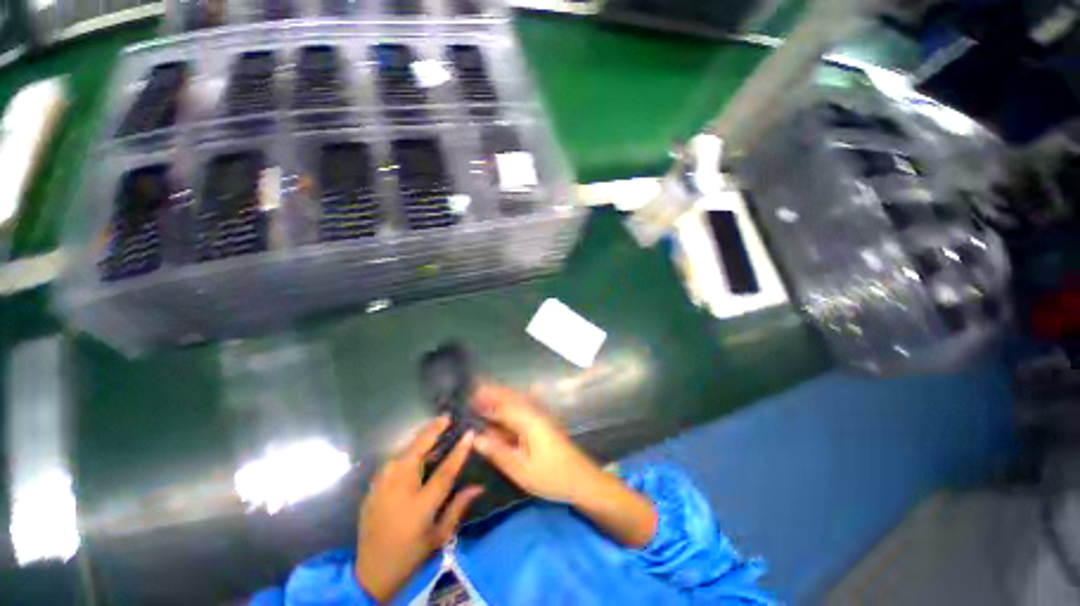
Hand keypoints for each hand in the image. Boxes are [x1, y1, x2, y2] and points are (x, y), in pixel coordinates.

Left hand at [356, 416, 482, 602]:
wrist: (370, 571)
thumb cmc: (410, 553)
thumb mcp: (439, 536)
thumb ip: (459, 507)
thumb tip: (479, 486)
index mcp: (419, 505)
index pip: (444, 471)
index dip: (459, 451)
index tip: (469, 433)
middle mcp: (398, 489)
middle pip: (417, 450)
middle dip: (432, 430)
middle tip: (447, 417)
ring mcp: (382, 486)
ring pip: (403, 451)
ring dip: (420, 438)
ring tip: (435, 428)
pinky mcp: (373, 486)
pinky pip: (393, 461)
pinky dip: (407, 450)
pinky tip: (416, 449)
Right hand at [472, 383, 657, 547]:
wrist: (582, 479)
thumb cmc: (551, 476)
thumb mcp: (521, 470)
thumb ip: (498, 452)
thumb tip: (475, 437)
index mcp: (528, 421)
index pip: (502, 406)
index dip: (485, 400)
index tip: (468, 397)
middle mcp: (534, 413)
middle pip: (511, 397)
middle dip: (493, 393)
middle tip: (473, 394)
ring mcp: (540, 417)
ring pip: (517, 401)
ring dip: (501, 397)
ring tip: (483, 399)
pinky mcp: (543, 424)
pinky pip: (523, 409)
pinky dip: (510, 406)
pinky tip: (502, 412)